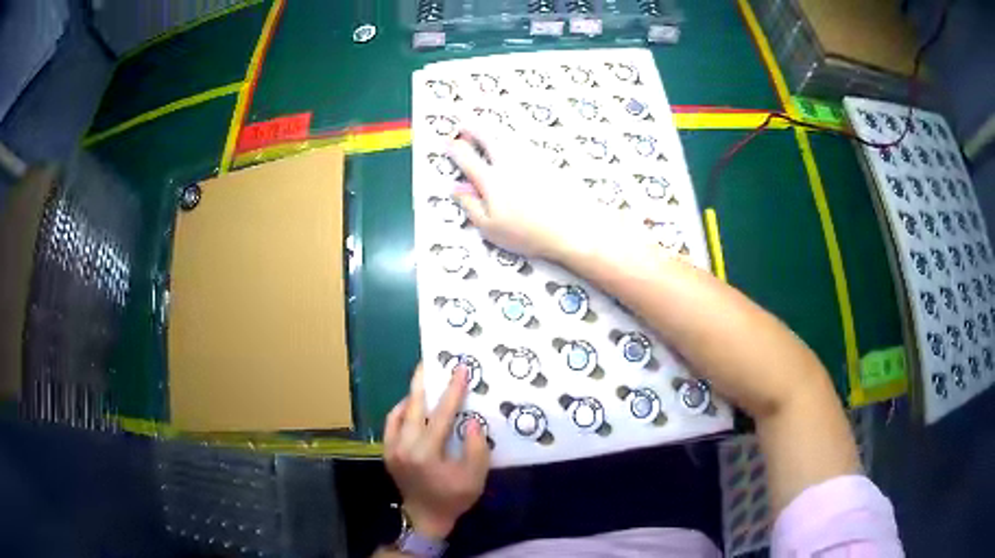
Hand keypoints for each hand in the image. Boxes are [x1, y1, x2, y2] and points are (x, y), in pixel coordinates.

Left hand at [384, 363, 489, 539]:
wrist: (425, 516)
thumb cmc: (453, 498)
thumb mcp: (474, 478)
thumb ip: (475, 448)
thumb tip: (470, 421)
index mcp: (426, 454)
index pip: (441, 415)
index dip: (452, 390)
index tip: (460, 369)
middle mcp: (404, 446)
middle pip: (413, 406)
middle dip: (423, 381)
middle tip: (430, 361)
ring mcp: (391, 448)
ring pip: (400, 412)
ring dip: (413, 394)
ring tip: (424, 379)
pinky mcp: (387, 451)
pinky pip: (392, 422)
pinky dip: (402, 410)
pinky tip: (412, 405)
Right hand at [448, 126, 632, 261]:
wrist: (574, 228)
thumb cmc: (529, 234)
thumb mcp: (491, 228)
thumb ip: (471, 205)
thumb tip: (456, 187)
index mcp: (492, 180)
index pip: (466, 158)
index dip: (454, 149)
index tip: (447, 144)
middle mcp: (509, 163)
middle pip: (487, 137)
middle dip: (472, 128)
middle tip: (464, 124)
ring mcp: (530, 160)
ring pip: (507, 136)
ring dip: (493, 129)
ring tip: (486, 126)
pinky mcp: (548, 162)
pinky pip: (525, 143)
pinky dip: (514, 138)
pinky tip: (514, 140)